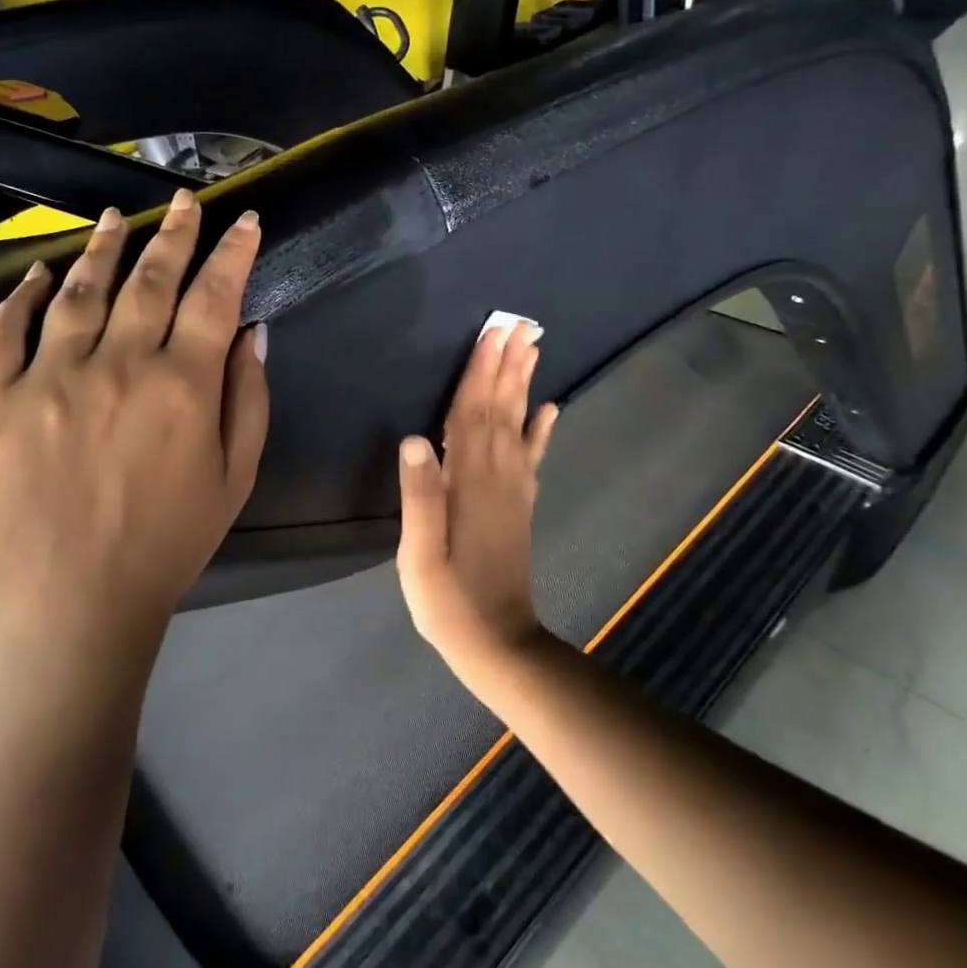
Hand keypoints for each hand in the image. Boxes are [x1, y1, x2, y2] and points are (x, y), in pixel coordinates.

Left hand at [0, 191, 269, 644]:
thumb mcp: (235, 478)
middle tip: (184, 200)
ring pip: (78, 290)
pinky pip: (3, 332)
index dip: (233, 251)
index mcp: (181, 386)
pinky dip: (21, 295)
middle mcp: (115, 366)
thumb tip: (251, 329)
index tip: (245, 219)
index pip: (214, 295)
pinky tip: (38, 273)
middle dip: (174, 233)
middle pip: (150, 279)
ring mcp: (45, 379)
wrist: (71, 606)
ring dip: (103, 249)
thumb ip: (248, 397)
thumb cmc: (167, 545)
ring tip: (117, 217)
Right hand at [395, 323, 558, 672]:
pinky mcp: (520, 506)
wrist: (499, 643)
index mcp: (468, 484)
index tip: (490, 334)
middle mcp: (497, 477)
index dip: (479, 373)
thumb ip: (419, 497)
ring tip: (532, 349)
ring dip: (524, 385)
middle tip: (519, 324)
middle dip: (507, 365)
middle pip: (501, 409)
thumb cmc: (448, 601)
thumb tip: (416, 439)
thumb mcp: (419, 555)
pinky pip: (532, 457)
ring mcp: (514, 491)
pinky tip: (550, 408)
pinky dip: (542, 429)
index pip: (471, 415)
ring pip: (519, 425)